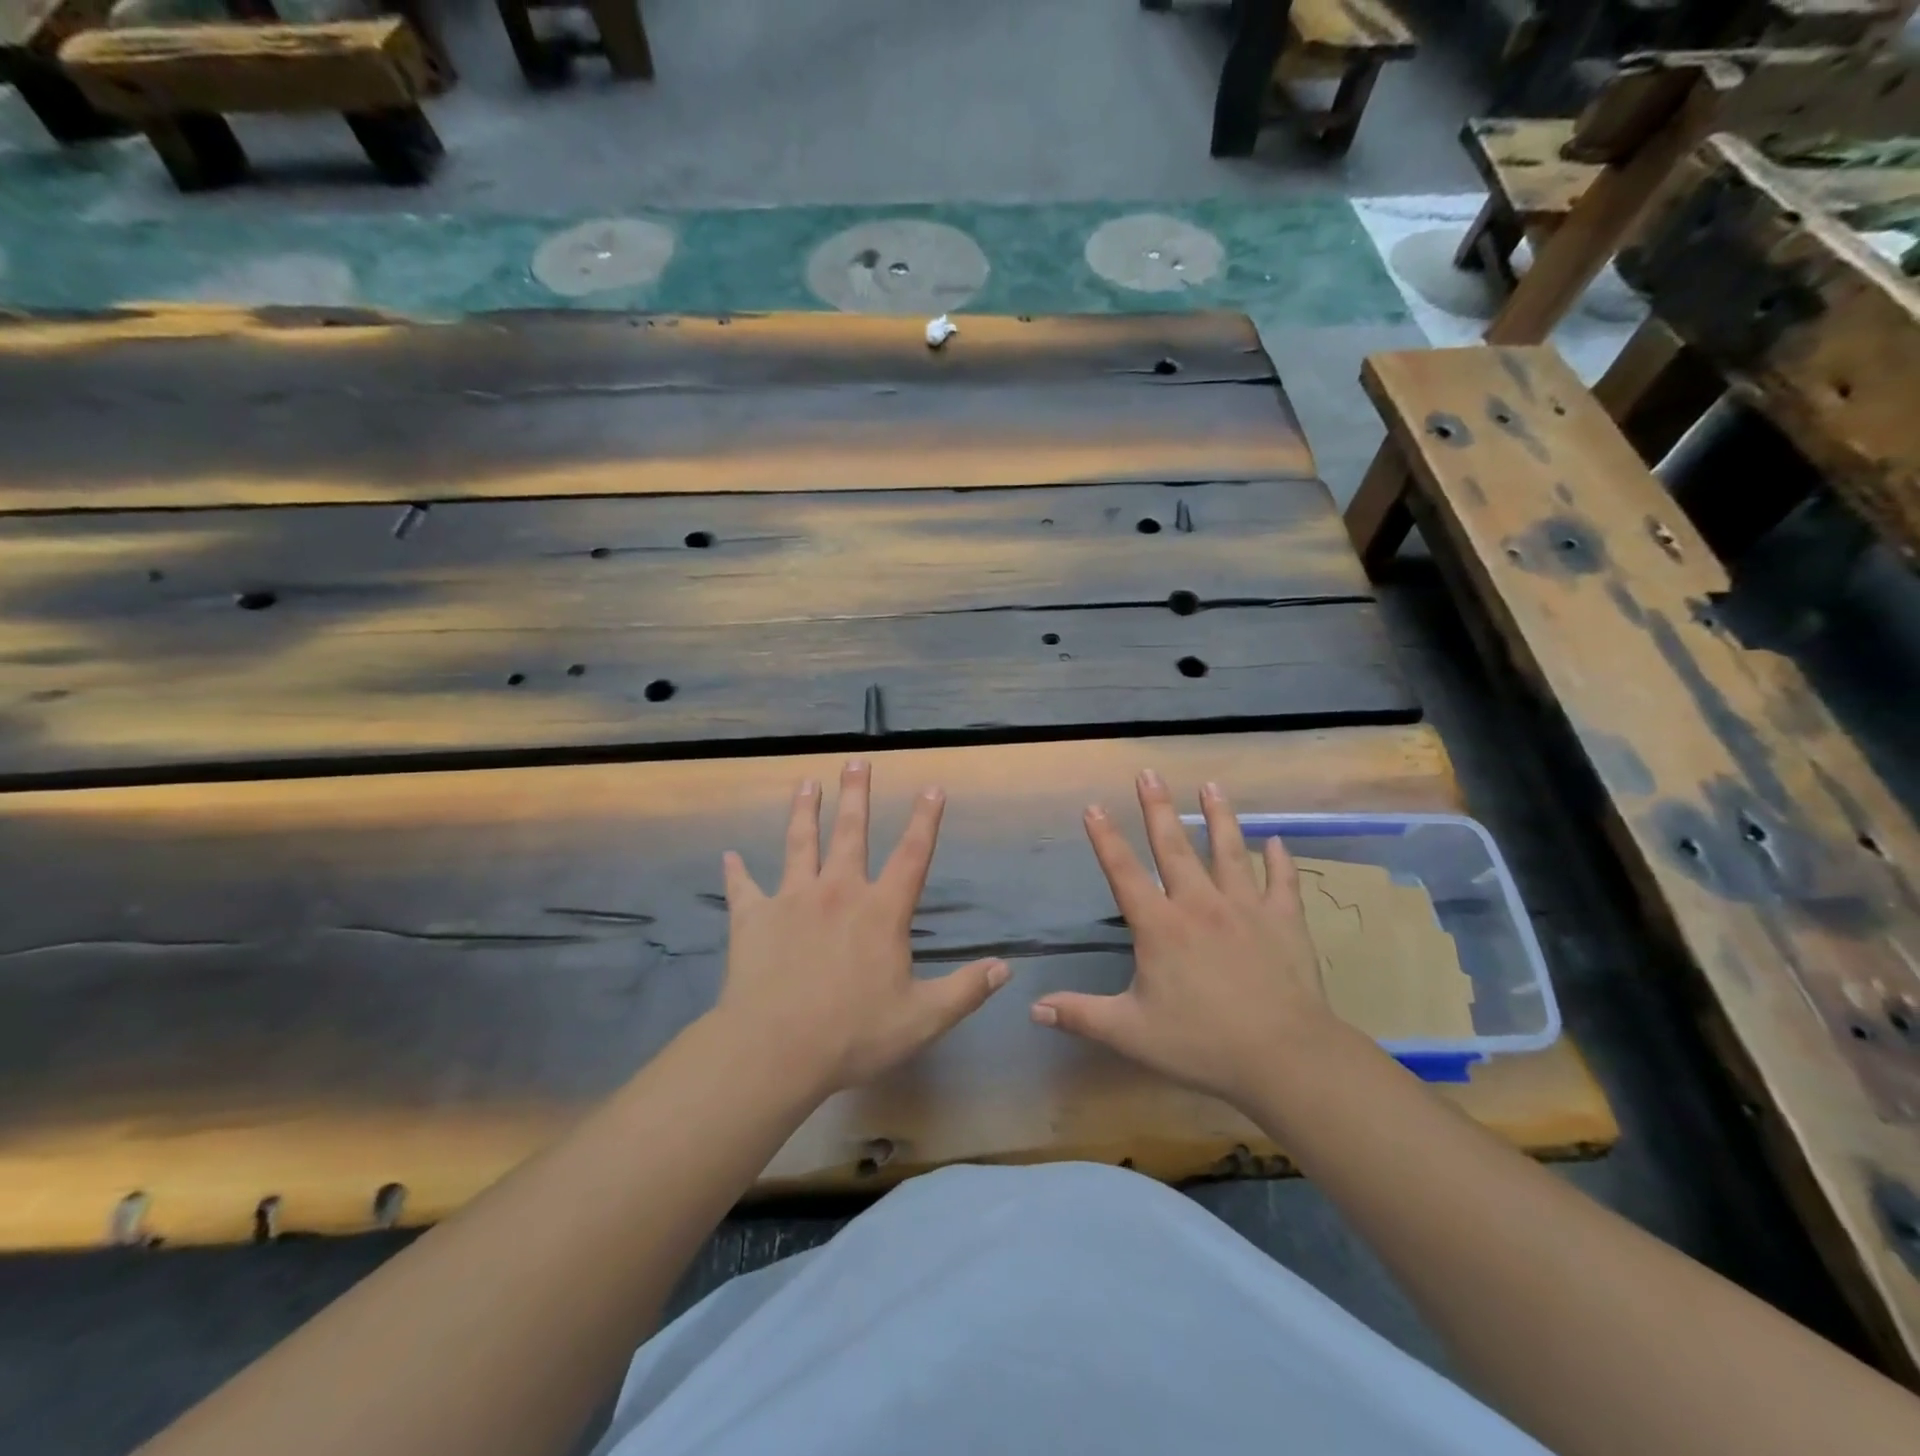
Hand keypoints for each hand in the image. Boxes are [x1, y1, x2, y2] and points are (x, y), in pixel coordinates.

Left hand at [718, 759, 1009, 1096]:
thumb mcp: (922, 1019)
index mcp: (881, 911)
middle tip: (856, 761)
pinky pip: (743, 888)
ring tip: (806, 783)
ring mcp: (792, 899)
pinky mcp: (753, 917)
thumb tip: (1004, 968)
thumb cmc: (853, 1034)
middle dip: (856, 794)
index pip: (912, 855)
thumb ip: (965, 991)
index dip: (925, 820)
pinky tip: (729, 857)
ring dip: (804, 812)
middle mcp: (838, 892)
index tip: (931, 787)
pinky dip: (736, 872)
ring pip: (799, 844)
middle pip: (850, 833)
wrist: (774, 1049)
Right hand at [1031, 770, 1338, 1109]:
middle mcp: (1200, 905)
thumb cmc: (1202, 1043)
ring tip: (1211, 785)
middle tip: (1149, 773)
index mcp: (1160, 927)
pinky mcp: (1284, 922)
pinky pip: (1282, 882)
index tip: (1094, 806)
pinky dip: (1279, 860)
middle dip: (1158, 808)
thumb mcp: (1130, 1033)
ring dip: (1218, 816)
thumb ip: (1081, 1015)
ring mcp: (1245, 908)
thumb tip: (1033, 1008)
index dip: (1106, 838)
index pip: (1124, 873)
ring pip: (1228, 851)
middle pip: (1174, 847)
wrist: (1284, 1056)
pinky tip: (1276, 841)